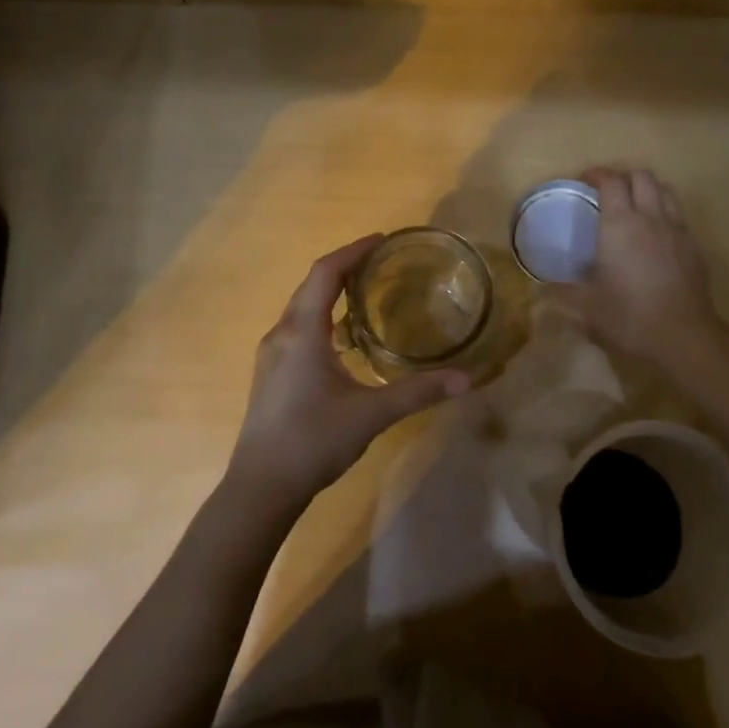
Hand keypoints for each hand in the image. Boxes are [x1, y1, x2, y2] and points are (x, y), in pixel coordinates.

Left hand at [230, 235, 470, 508]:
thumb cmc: (314, 440)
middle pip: (312, 285)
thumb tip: (466, 379)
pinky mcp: (270, 373)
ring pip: (302, 308)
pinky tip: (344, 340)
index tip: (382, 240)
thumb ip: (418, 392)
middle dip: (345, 268)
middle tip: (381, 263)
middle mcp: (282, 334)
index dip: (353, 251)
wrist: (261, 487)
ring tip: (366, 294)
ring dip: (332, 293)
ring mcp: (271, 354)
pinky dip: (322, 318)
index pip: (325, 273)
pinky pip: (297, 328)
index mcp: (303, 332)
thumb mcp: (372, 414)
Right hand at [560, 167, 721, 364]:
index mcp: (620, 225)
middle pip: (642, 176)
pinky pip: (679, 214)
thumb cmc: (630, 316)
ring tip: (634, 206)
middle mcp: (650, 218)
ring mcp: (677, 229)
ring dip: (648, 189)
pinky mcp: (694, 246)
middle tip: (608, 192)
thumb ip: (562, 292)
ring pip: (665, 190)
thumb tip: (538, 288)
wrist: (684, 336)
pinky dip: (664, 212)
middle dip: (624, 176)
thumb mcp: (588, 306)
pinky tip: (655, 235)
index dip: (597, 174)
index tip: (584, 181)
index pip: (611, 181)